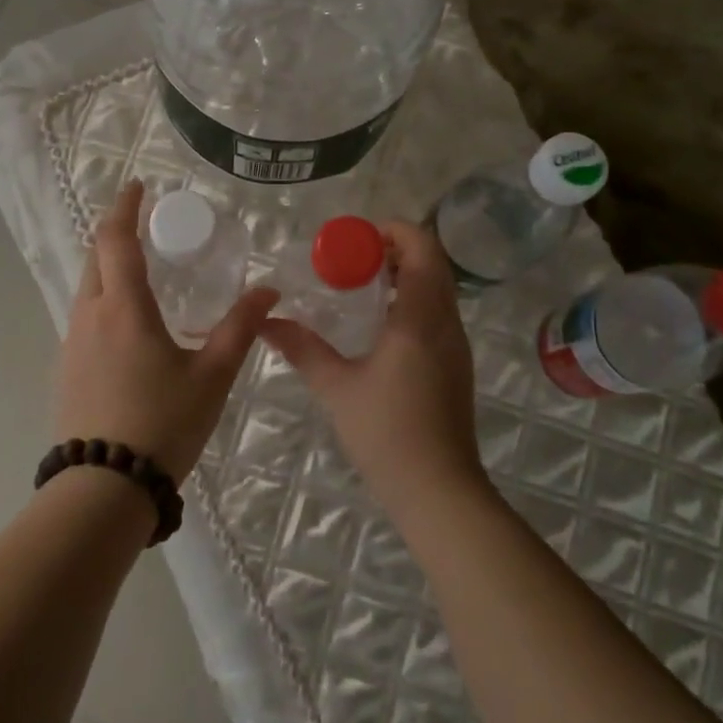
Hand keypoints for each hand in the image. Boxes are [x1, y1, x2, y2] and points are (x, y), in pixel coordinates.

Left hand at [58, 181, 279, 482]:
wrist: (103, 490)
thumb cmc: (162, 424)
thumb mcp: (212, 377)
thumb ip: (240, 329)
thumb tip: (270, 290)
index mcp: (123, 308)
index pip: (115, 239)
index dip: (125, 207)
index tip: (138, 187)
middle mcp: (89, 316)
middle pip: (94, 257)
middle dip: (116, 233)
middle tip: (148, 227)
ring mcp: (71, 344)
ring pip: (86, 288)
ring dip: (108, 268)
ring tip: (143, 273)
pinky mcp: (66, 370)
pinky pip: (84, 318)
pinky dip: (103, 301)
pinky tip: (129, 326)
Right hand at [261, 220, 483, 511]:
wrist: (439, 490)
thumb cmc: (387, 433)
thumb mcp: (337, 387)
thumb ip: (302, 348)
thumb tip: (266, 322)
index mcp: (421, 317)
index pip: (422, 248)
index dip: (394, 231)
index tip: (357, 238)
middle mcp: (446, 322)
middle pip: (432, 263)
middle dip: (396, 250)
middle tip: (354, 257)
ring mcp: (456, 344)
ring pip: (438, 288)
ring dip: (406, 274)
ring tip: (362, 284)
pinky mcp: (456, 364)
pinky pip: (438, 312)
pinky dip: (414, 299)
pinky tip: (381, 322)